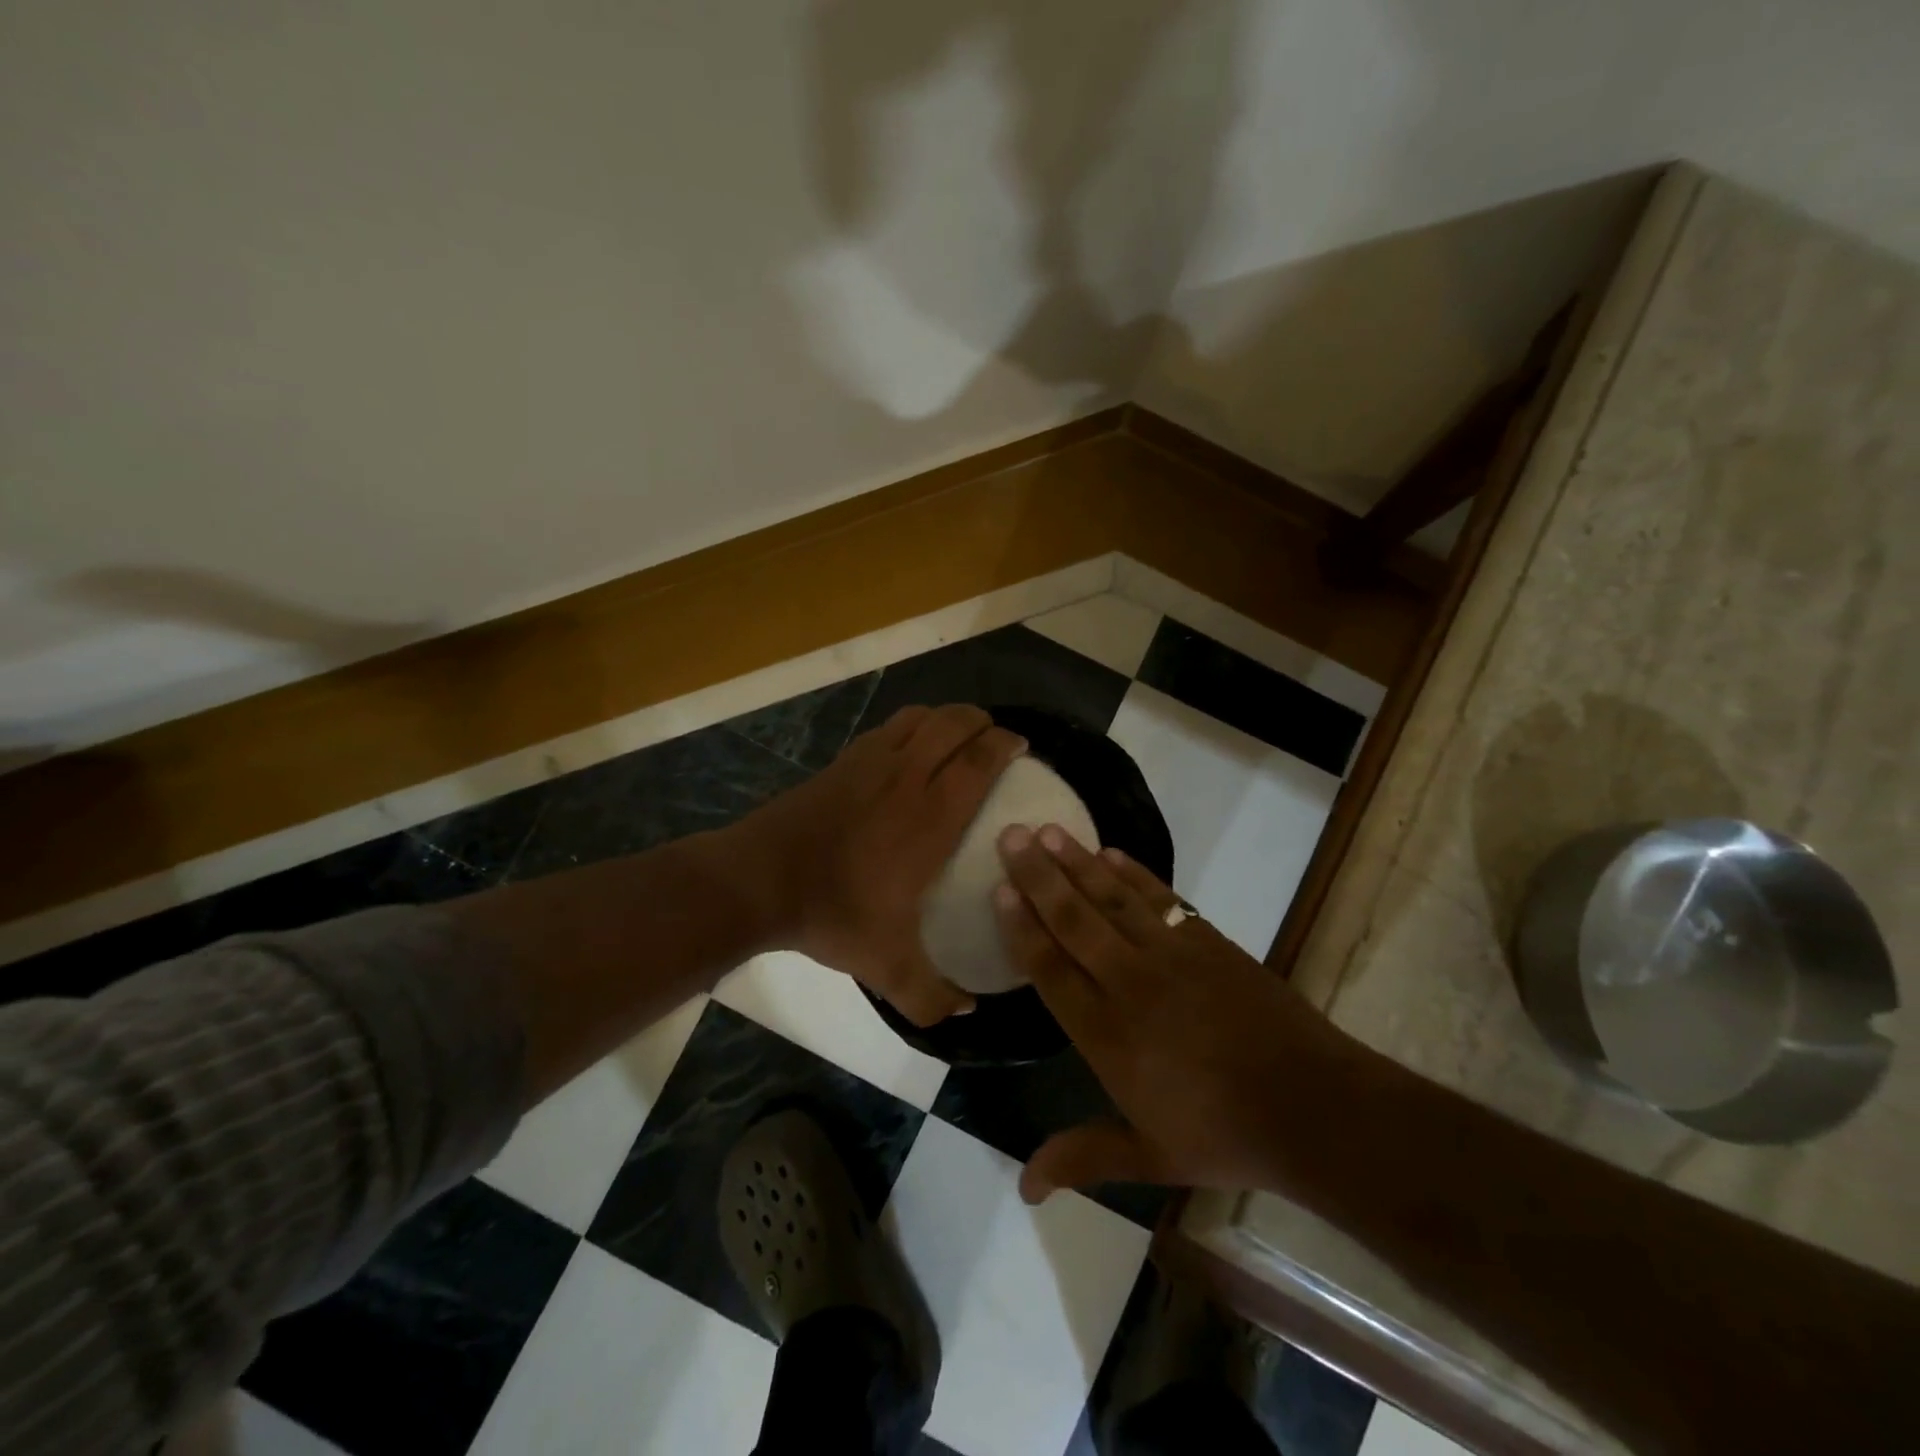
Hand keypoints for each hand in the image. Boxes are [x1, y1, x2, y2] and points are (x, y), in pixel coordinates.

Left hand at [740, 704, 1025, 1024]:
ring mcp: (871, 762)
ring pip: (921, 717)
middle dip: (983, 722)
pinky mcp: (843, 760)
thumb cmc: (833, 913)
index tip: (1022, 747)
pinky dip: (912, 725)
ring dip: (948, 718)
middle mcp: (907, 776)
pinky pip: (890, 727)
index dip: (1006, 745)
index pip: (980, 760)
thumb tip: (967, 1011)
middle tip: (995, 741)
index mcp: (931, 816)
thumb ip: (931, 995)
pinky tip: (910, 748)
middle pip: (955, 723)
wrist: (759, 880)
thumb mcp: (887, 966)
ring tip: (959, 737)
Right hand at [993, 824, 1364, 1202]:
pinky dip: (1133, 872)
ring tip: (1049, 829)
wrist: (1311, 1106)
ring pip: (1112, 899)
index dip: (1022, 927)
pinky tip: (1110, 853)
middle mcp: (1129, 983)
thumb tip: (1023, 1187)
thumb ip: (1083, 1156)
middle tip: (1010, 834)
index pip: (1051, 970)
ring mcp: (1170, 956)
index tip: (1000, 889)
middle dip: (1038, 875)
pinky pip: (1159, 898)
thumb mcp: (1148, 1155)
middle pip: (1073, 920)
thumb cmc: (1222, 1134)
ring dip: (1078, 862)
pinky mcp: (1206, 941)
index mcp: (1107, 1034)